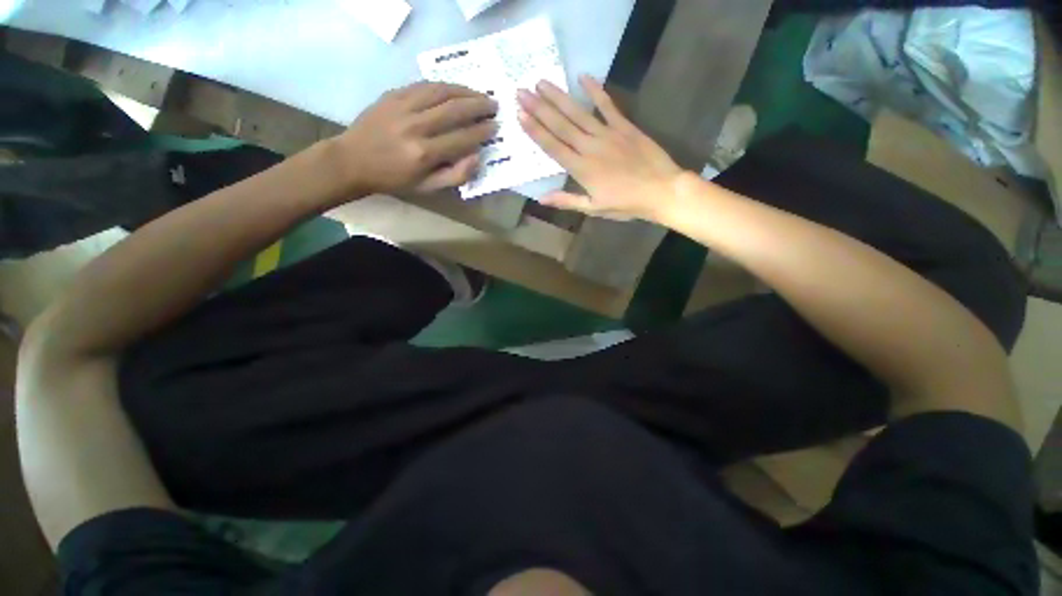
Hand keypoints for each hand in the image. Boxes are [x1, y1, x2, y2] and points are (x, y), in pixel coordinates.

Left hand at [334, 82, 498, 194]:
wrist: (354, 160)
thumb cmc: (395, 179)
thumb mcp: (428, 188)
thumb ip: (455, 176)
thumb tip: (477, 157)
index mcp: (425, 154)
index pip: (462, 138)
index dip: (482, 132)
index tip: (495, 127)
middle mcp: (416, 127)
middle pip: (455, 110)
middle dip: (479, 106)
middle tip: (494, 105)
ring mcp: (403, 107)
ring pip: (441, 92)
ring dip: (465, 91)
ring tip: (480, 94)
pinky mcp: (393, 95)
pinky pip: (424, 85)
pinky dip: (444, 85)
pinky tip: (455, 88)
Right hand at [517, 75, 684, 221]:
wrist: (661, 190)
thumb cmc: (626, 203)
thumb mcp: (594, 208)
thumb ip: (567, 200)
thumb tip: (541, 198)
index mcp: (581, 169)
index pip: (553, 146)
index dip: (535, 130)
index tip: (520, 114)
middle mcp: (590, 147)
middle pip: (561, 125)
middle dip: (539, 108)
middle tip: (521, 91)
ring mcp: (608, 133)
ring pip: (578, 113)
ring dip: (559, 97)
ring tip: (541, 83)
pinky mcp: (624, 126)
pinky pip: (608, 105)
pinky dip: (596, 91)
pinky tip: (583, 77)